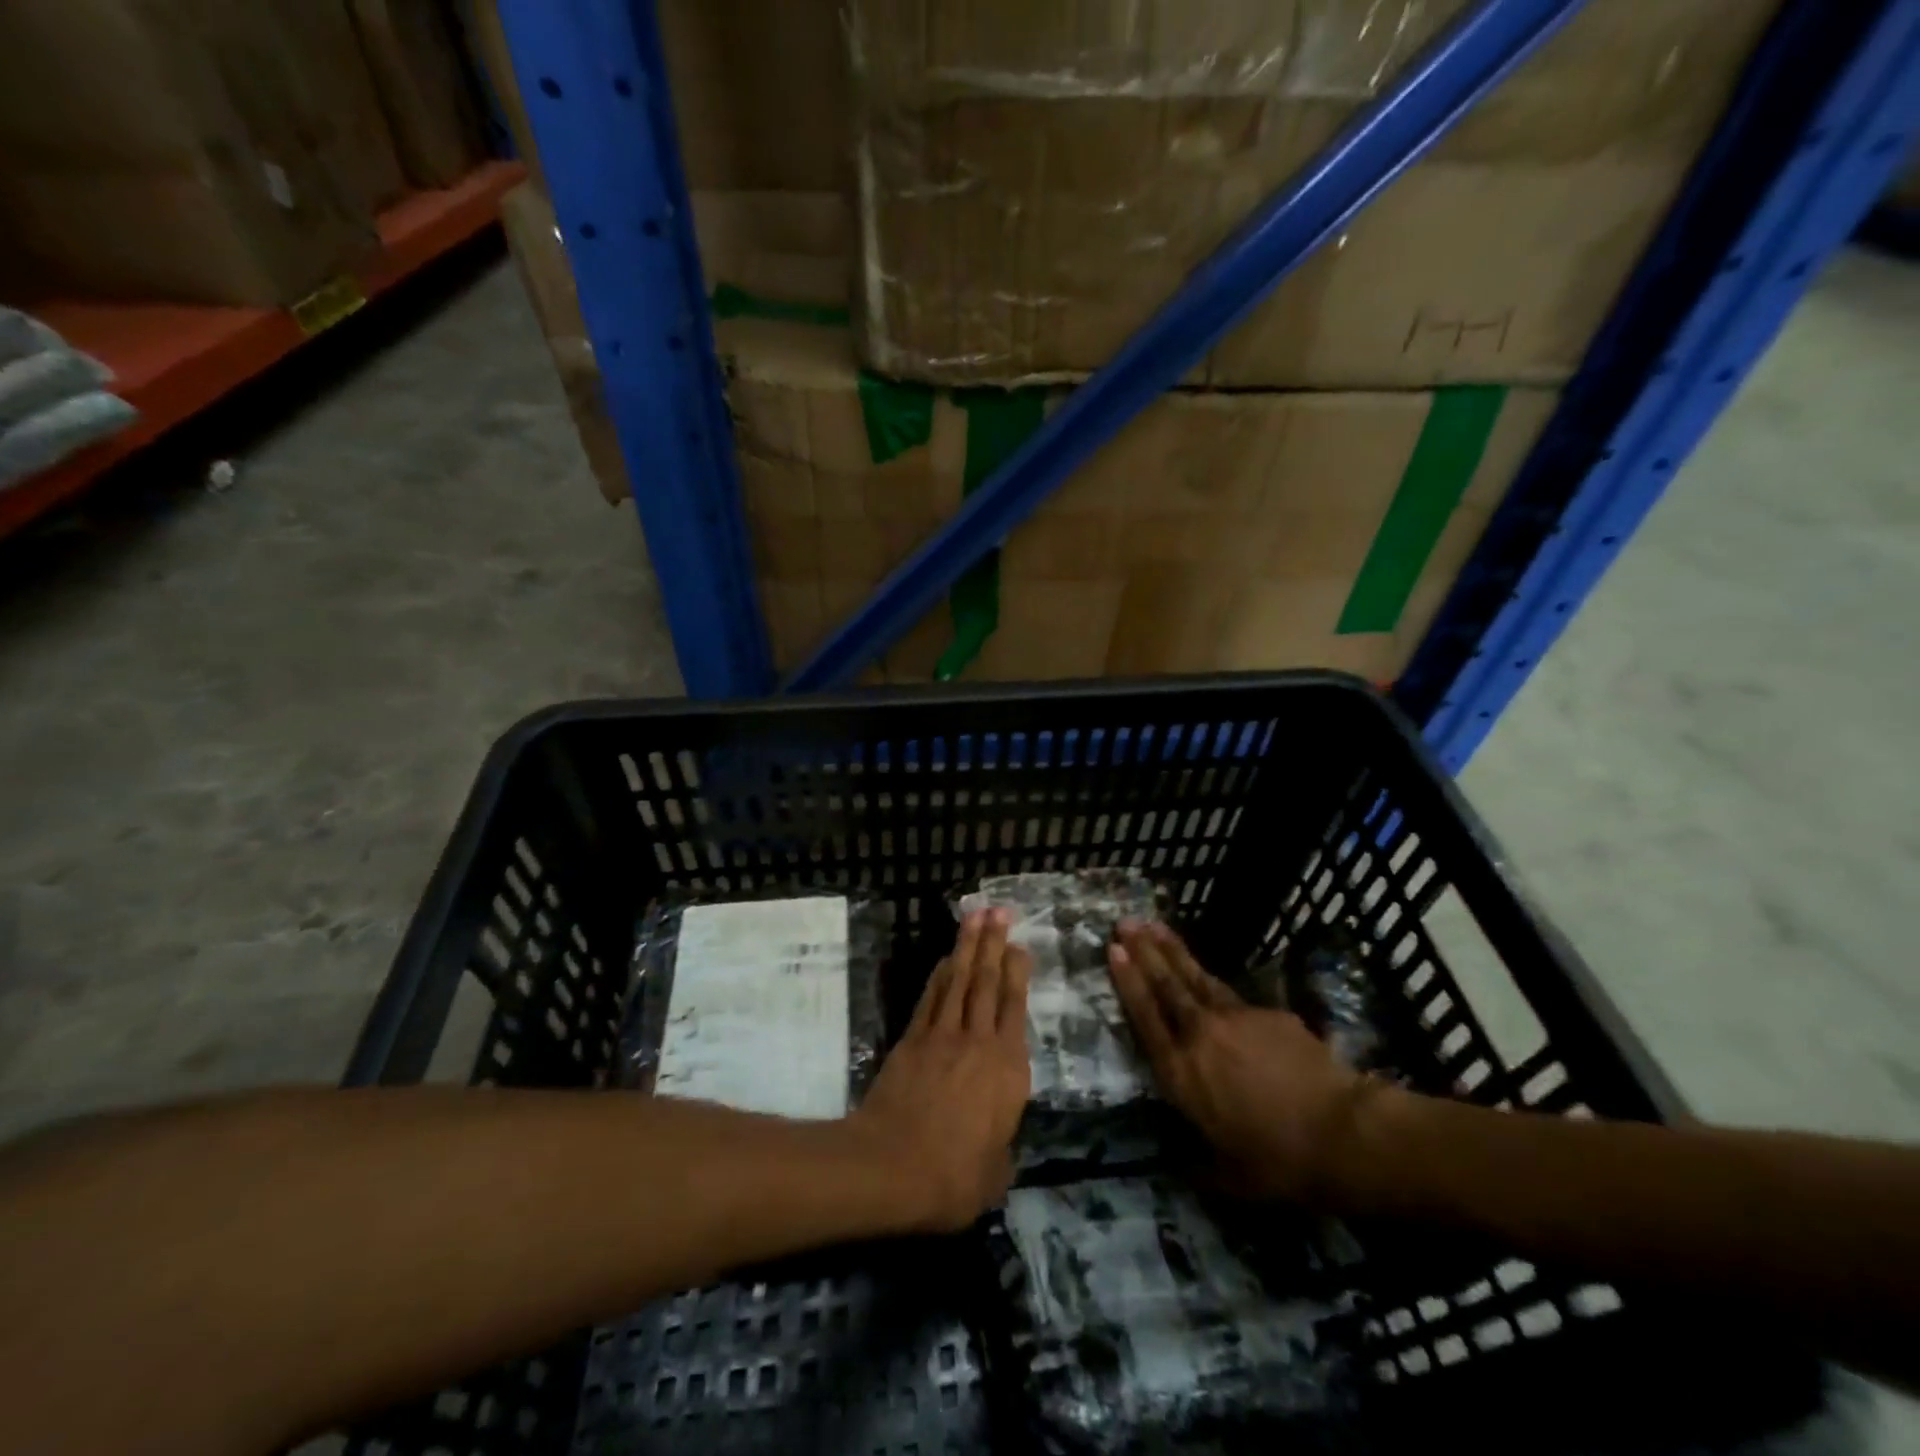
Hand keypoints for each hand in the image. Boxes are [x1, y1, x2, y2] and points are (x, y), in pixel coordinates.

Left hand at [850, 910, 1030, 1231]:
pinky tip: (946, 959)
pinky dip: (940, 975)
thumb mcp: (996, 1174)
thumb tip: (998, 1143)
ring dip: (968, 947)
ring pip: (960, 981)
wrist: (894, 1167)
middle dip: (994, 943)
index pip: (1016, 1008)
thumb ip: (1002, 1148)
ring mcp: (943, 1036)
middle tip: (999, 911)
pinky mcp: (913, 1040)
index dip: (1018, 973)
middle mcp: (980, 1042)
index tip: (1020, 946)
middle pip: (989, 982)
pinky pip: (931, 998)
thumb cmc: (955, 1176)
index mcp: (1009, 1069)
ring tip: (976, 917)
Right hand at [1108, 921, 1379, 1203]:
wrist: (1341, 1133)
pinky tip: (1211, 980)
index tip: (1114, 951)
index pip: (1146, 1018)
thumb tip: (1180, 1165)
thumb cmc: (1278, 1162)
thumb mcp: (1228, 1178)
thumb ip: (1198, 1165)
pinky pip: (1235, 998)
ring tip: (1154, 925)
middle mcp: (1200, 1036)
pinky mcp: (1268, 1013)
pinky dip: (1217, 985)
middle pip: (1166, 985)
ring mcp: (1236, 1018)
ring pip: (1196, 977)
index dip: (1128, 982)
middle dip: (1144, 951)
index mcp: (1181, 1074)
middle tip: (1124, 923)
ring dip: (1173, 950)